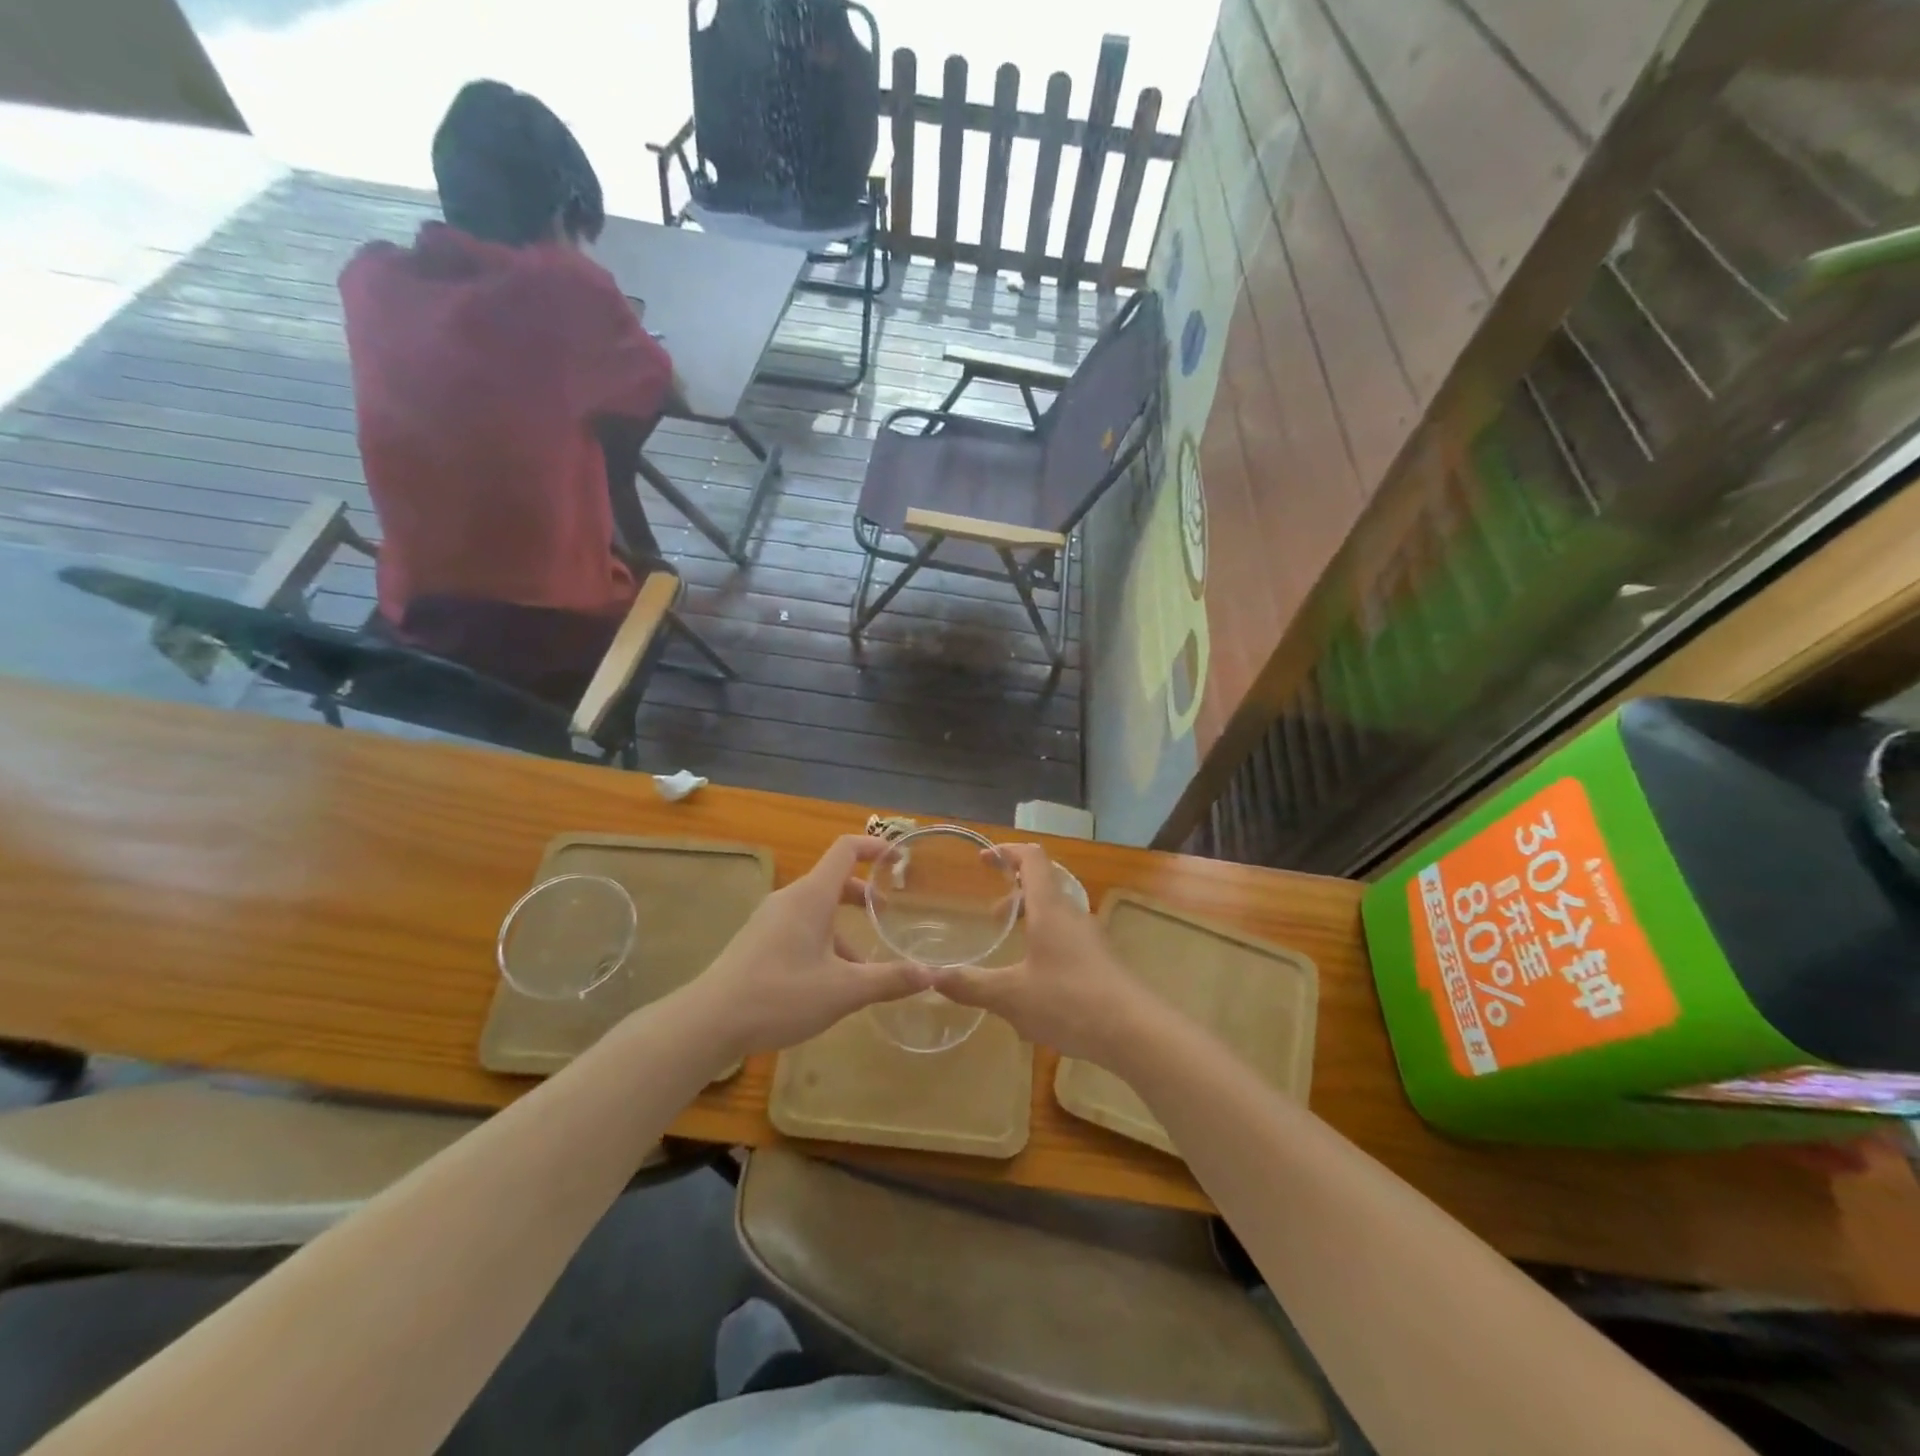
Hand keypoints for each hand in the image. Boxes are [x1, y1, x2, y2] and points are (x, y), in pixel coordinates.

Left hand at [687, 836, 930, 1060]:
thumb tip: (931, 975)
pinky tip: (830, 983)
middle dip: (862, 894)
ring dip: (843, 927)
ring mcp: (769, 920)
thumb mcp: (843, 990)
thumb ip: (889, 980)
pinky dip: (823, 941)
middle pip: (832, 881)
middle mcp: (789, 899)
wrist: (709, 1021)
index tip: (899, 858)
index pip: (845, 850)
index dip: (874, 846)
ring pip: (816, 910)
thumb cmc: (780, 995)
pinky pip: (799, 928)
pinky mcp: (757, 942)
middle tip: (887, 914)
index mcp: (811, 896)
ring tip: (865, 966)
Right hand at [930, 844, 1159, 1065]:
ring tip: (1011, 947)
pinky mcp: (1102, 962)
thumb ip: (970, 985)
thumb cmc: (1069, 1001)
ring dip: (1032, 919)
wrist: (1135, 1032)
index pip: (1032, 859)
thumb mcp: (1010, 996)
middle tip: (991, 914)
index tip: (982, 859)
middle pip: (1045, 884)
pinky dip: (1046, 943)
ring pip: (1057, 914)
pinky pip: (1069, 939)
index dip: (1006, 852)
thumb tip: (931, 977)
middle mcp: (1073, 914)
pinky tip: (1036, 982)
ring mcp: (1092, 938)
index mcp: (1050, 908)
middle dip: (1015, 891)